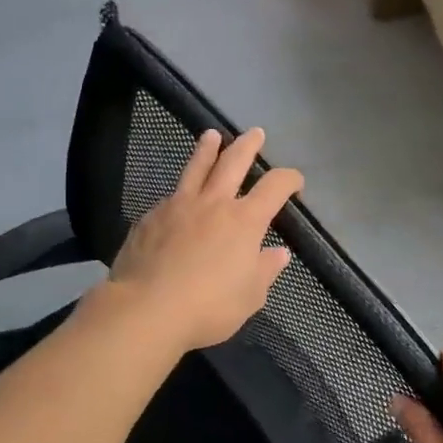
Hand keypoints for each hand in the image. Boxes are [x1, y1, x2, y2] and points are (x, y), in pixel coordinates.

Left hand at [105, 128, 302, 351]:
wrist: (147, 309)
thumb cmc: (208, 307)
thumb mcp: (250, 296)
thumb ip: (265, 270)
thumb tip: (278, 253)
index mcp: (244, 221)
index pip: (275, 187)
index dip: (289, 179)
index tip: (295, 182)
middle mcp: (213, 203)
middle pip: (233, 162)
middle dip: (247, 145)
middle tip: (255, 133)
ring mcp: (178, 206)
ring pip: (196, 168)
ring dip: (207, 149)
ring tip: (211, 135)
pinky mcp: (150, 217)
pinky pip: (171, 196)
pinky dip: (180, 190)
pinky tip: (178, 198)